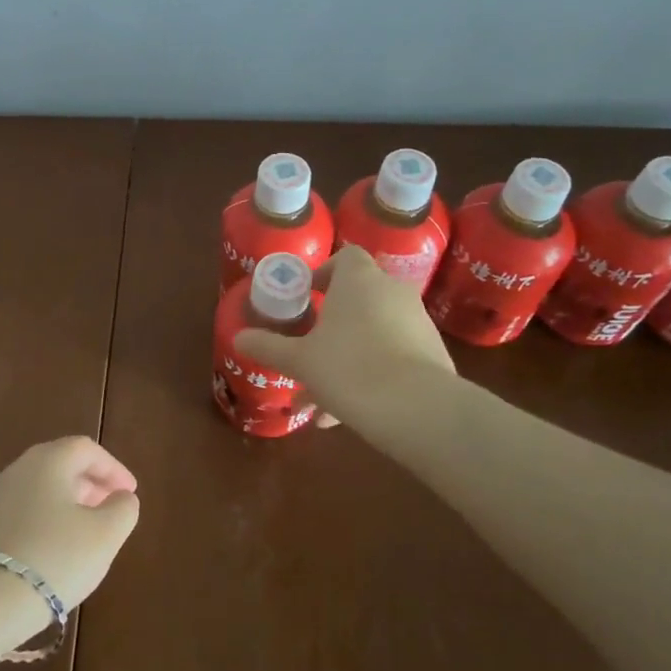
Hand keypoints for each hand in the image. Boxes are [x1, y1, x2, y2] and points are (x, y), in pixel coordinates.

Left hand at [0, 436, 140, 608]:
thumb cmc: (53, 559)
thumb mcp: (104, 536)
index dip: (113, 468)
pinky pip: (23, 512)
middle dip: (90, 483)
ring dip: (67, 503)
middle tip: (110, 508)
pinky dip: (45, 521)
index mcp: (49, 460)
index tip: (130, 493)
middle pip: (60, 465)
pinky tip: (53, 552)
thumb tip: (122, 498)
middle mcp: (18, 470)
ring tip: (85, 533)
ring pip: (40, 489)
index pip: (86, 449)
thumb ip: (122, 510)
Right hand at [233, 244, 456, 428]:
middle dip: (332, 324)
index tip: (307, 297)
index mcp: (358, 280)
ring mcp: (417, 322)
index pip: (345, 257)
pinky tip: (348, 413)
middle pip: (358, 297)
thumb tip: (238, 337)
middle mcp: (391, 291)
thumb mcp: (299, 360)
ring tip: (321, 399)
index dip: (324, 273)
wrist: (417, 409)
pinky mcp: (433, 353)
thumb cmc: (348, 368)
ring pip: (374, 332)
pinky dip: (372, 374)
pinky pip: (394, 355)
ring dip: (348, 356)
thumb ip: (268, 347)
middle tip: (309, 349)